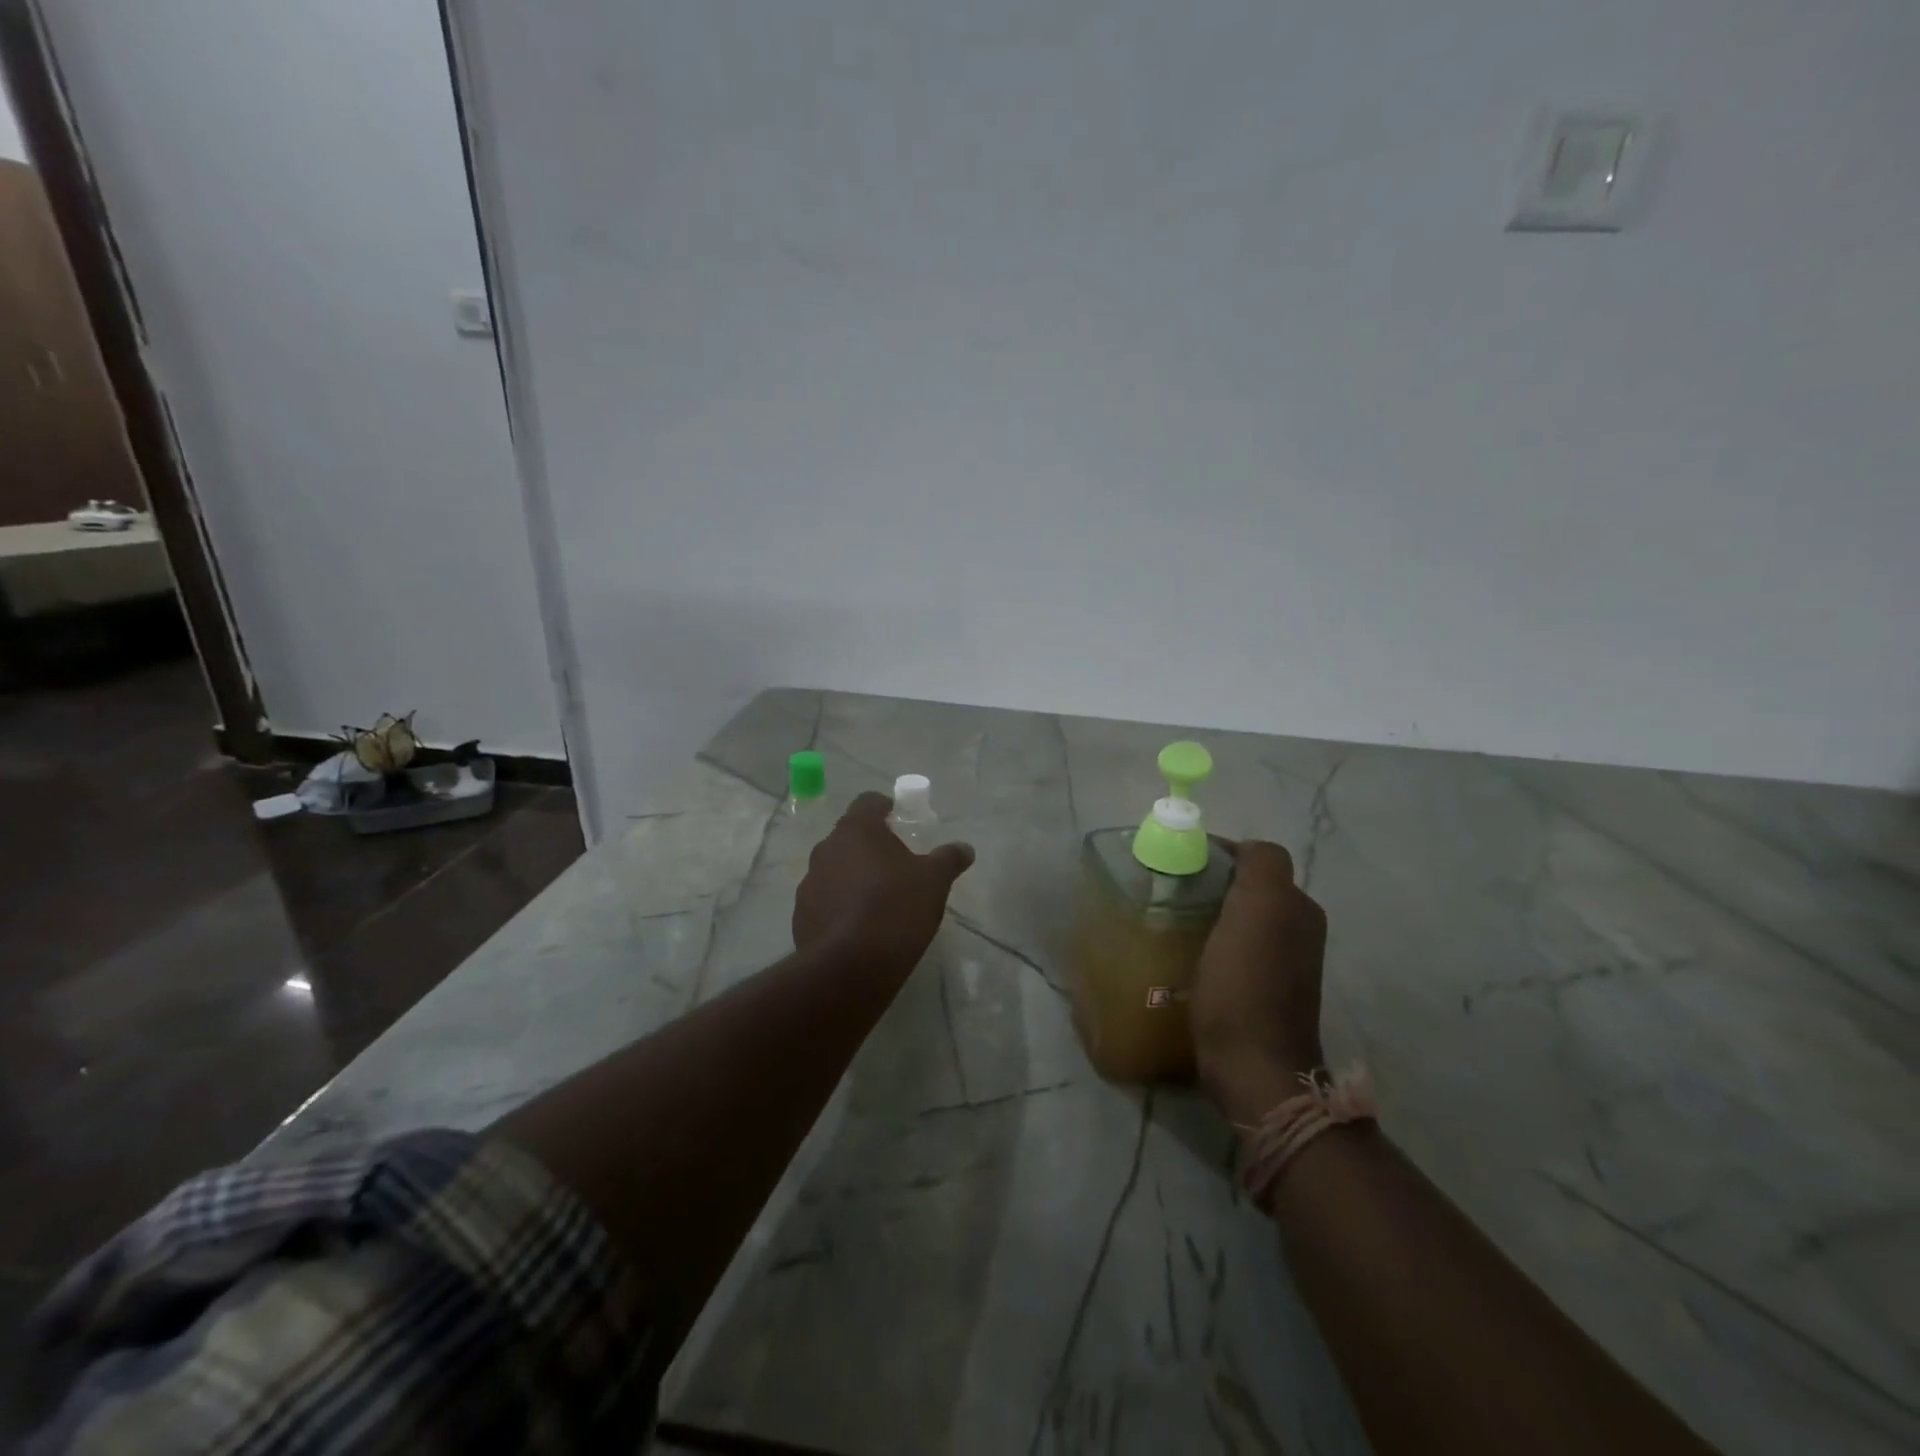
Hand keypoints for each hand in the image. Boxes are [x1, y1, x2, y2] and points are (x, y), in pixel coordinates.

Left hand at [793, 791, 975, 973]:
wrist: (850, 968)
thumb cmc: (896, 909)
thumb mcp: (934, 882)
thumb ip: (948, 859)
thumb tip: (965, 848)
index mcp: (856, 830)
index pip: (867, 802)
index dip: (885, 807)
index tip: (900, 820)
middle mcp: (826, 849)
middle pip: (849, 836)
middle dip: (871, 846)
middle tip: (897, 865)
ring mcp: (809, 883)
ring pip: (835, 869)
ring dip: (853, 877)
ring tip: (879, 901)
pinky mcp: (801, 917)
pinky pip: (825, 901)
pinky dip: (840, 906)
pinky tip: (860, 928)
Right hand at [1190, 840, 1327, 1123]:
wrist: (1253, 1067)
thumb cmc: (1246, 985)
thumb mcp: (1258, 909)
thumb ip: (1260, 865)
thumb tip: (1242, 848)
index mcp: (1296, 906)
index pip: (1255, 858)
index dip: (1217, 853)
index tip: (1178, 861)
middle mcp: (1297, 929)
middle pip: (1248, 887)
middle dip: (1210, 882)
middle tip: (1169, 889)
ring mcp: (1282, 964)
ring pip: (1239, 918)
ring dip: (1209, 912)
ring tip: (1171, 918)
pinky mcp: (1262, 991)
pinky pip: (1234, 949)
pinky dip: (1212, 942)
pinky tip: (1186, 953)